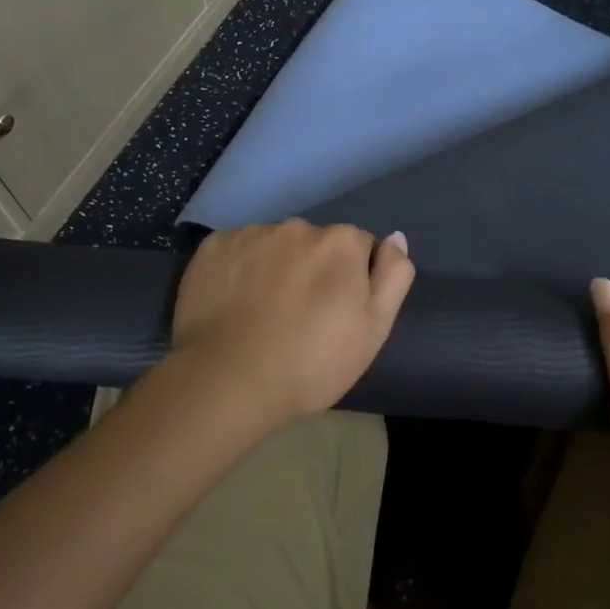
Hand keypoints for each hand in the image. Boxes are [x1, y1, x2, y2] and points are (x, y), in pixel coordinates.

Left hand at [169, 220, 415, 424]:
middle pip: (314, 244)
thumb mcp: (373, 330)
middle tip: (300, 316)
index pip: (358, 248)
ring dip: (275, 267)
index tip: (336, 313)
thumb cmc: (312, 362)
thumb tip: (396, 238)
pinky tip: (232, 304)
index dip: (352, 280)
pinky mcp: (213, 247)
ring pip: (274, 246)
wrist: (228, 381)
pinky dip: (238, 269)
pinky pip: (237, 251)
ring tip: (262, 313)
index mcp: (341, 242)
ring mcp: (252, 234)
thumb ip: (393, 277)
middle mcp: (298, 227)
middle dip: (312, 269)